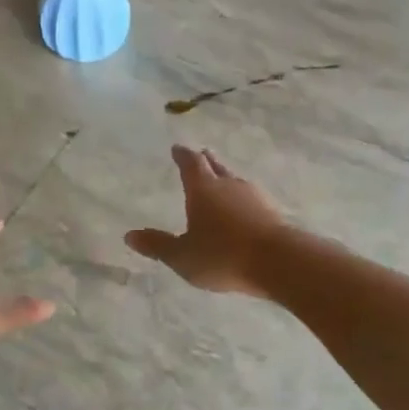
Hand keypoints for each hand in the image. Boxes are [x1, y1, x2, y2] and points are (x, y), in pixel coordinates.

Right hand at [124, 146, 287, 296]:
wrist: (279, 262)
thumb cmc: (223, 255)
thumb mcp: (183, 256)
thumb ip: (158, 245)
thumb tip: (129, 235)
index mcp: (203, 189)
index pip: (190, 163)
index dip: (182, 155)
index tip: (177, 148)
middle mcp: (229, 185)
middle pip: (215, 166)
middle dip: (206, 161)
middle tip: (201, 154)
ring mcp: (254, 196)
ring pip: (235, 181)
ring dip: (226, 178)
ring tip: (220, 180)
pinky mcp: (272, 212)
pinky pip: (251, 198)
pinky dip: (242, 199)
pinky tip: (244, 208)